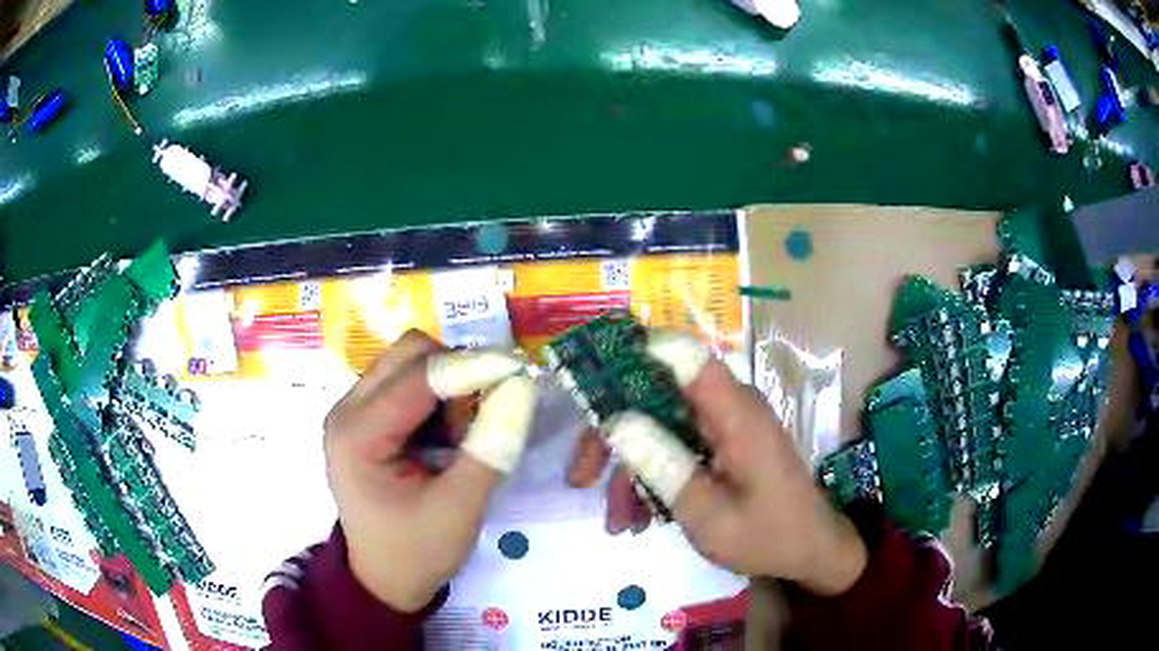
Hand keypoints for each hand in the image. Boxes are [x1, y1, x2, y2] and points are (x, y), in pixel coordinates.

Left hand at [324, 330, 534, 611]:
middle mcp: (346, 410)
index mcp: (358, 434)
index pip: (419, 376)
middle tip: (484, 414)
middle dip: (457, 371)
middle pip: (409, 353)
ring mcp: (352, 411)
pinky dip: (437, 398)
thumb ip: (491, 446)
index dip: (473, 367)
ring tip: (461, 437)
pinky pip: (406, 383)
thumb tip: (522, 387)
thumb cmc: (418, 551)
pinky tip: (445, 438)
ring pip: (409, 362)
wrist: (384, 580)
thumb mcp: (461, 507)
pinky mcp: (364, 418)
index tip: (521, 372)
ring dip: (448, 385)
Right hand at [570, 331, 866, 594]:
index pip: (683, 355)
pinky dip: (653, 479)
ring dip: (630, 470)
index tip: (586, 381)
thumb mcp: (708, 514)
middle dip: (613, 434)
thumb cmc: (767, 536)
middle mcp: (727, 408)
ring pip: (658, 427)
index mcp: (734, 412)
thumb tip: (616, 422)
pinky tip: (639, 519)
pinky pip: (675, 449)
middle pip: (656, 395)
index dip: (634, 353)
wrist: (810, 552)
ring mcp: (724, 427)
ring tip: (618, 521)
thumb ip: (663, 467)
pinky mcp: (722, 446)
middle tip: (581, 476)